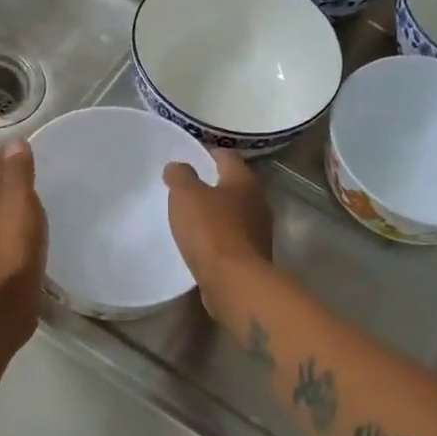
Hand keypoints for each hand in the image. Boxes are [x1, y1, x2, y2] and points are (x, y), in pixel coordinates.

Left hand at [0, 139, 47, 348]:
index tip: (34, 149)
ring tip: (42, 199)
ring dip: (15, 202)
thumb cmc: (11, 247)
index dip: (8, 153)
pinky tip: (36, 231)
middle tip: (43, 172)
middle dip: (12, 175)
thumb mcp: (18, 201)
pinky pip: (7, 232)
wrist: (1, 304)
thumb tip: (14, 142)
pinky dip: (19, 225)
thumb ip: (17, 172)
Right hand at [163, 150, 273, 320]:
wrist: (235, 282)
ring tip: (191, 217)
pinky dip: (219, 236)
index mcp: (245, 180)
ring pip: (234, 212)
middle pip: (233, 185)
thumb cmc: (211, 230)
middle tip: (186, 188)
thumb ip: (180, 176)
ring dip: (216, 212)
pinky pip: (233, 238)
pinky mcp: (254, 255)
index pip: (226, 155)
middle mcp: (259, 201)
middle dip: (212, 184)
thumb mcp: (186, 195)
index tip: (187, 157)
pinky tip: (202, 243)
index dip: (206, 153)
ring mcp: (259, 230)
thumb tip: (177, 166)